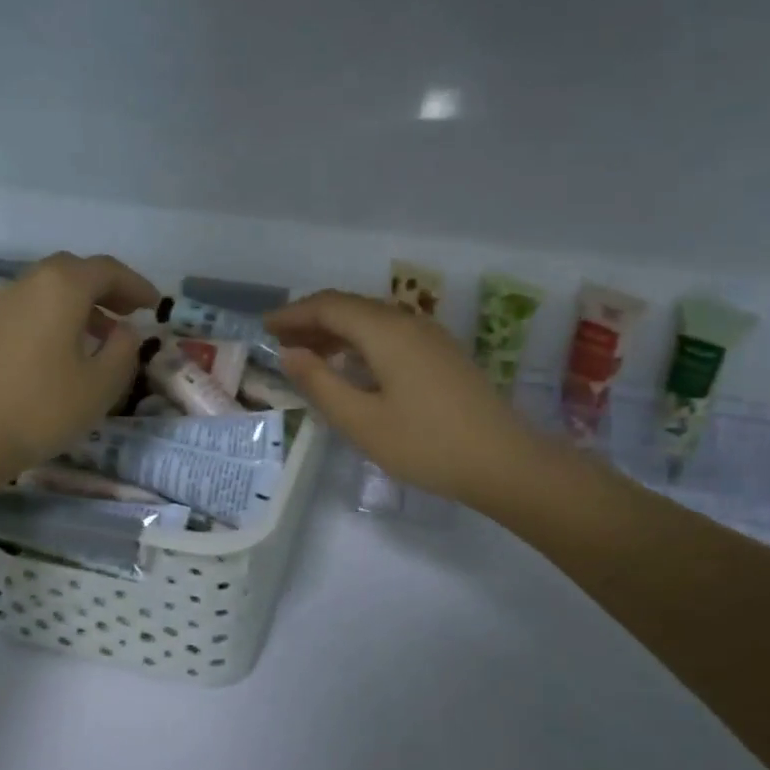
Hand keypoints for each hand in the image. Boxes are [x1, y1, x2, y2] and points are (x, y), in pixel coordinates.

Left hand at [0, 253, 158, 484]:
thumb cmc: (43, 408)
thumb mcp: (102, 384)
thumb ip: (123, 349)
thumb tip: (124, 330)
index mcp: (62, 288)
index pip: (108, 270)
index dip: (136, 285)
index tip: (156, 305)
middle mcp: (29, 284)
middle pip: (75, 271)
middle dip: (107, 287)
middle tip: (129, 313)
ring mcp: (1, 304)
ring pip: (49, 288)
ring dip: (80, 303)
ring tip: (101, 335)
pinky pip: (30, 307)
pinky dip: (55, 315)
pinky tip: (63, 350)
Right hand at [265, 291, 545, 508]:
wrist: (504, 462)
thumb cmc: (426, 444)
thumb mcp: (361, 421)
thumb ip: (320, 383)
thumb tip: (290, 354)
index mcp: (386, 331)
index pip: (329, 307)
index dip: (294, 314)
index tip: (265, 328)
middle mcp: (409, 322)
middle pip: (351, 307)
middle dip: (312, 320)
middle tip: (281, 341)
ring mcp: (431, 337)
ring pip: (372, 320)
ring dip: (337, 332)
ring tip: (308, 354)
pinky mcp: (443, 355)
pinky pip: (391, 335)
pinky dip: (361, 343)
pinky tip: (352, 367)